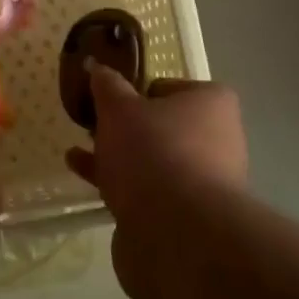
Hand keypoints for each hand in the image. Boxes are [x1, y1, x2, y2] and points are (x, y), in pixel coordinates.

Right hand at [66, 65, 247, 217]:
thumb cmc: (153, 152)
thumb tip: (96, 65)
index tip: (108, 101)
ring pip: (153, 160)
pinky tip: (85, 178)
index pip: (168, 87)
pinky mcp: (188, 217)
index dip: (136, 92)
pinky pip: (149, 191)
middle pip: (162, 126)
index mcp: (212, 104)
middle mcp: (218, 139)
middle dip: (126, 128)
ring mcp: (206, 182)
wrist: (177, 233)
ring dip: (118, 156)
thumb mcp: (119, 109)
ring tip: (80, 152)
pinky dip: (120, 183)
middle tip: (92, 126)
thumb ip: (107, 85)